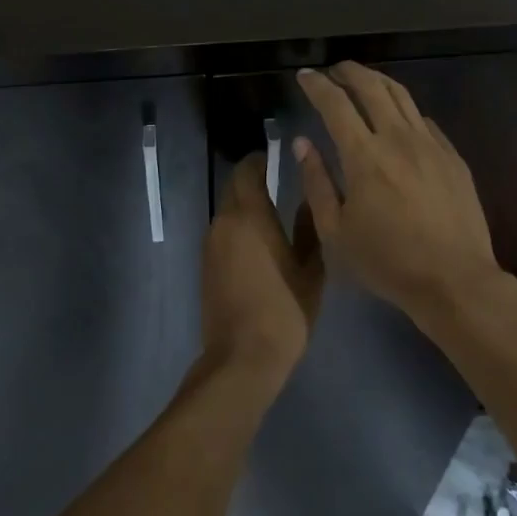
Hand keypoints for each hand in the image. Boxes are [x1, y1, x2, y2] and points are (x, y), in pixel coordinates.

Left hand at [200, 152, 324, 381]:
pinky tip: (258, 242)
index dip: (259, 160)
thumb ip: (310, 227)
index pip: (247, 170)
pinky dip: (237, 226)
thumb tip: (310, 198)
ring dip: (244, 204)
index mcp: (250, 216)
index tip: (276, 158)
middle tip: (276, 181)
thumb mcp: (311, 269)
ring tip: (272, 212)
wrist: (242, 357)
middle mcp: (225, 222)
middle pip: (233, 187)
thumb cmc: (284, 310)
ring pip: (227, 210)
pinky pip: (222, 231)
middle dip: (251, 179)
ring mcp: (211, 244)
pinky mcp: (205, 264)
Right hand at [295, 63, 504, 324]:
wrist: (454, 279)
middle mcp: (397, 139)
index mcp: (364, 156)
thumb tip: (302, 143)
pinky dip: (404, 109)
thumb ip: (317, 183)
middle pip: (371, 87)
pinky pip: (424, 120)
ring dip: (378, 81)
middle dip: (348, 71)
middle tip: (333, 70)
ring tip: (363, 80)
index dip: (317, 85)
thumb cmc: (387, 262)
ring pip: (402, 96)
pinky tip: (398, 118)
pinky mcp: (452, 156)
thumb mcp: (336, 232)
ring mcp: (430, 144)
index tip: (305, 75)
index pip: (335, 104)